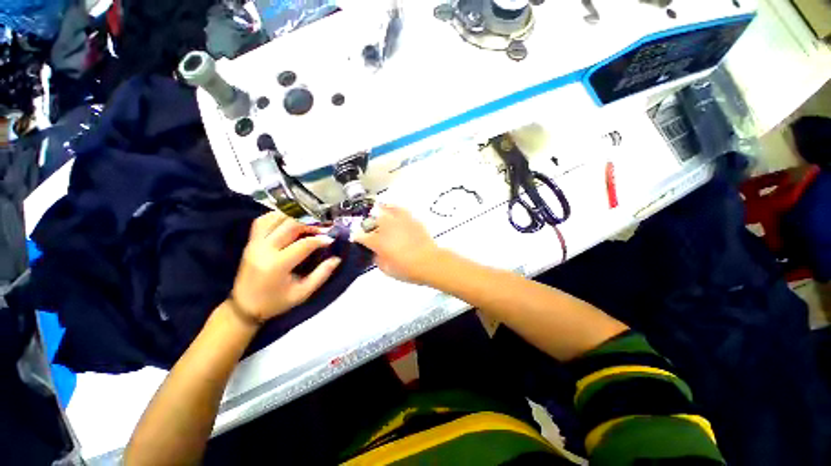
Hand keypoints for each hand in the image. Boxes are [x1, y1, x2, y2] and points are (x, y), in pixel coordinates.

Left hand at [230, 211, 340, 322]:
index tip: (332, 239)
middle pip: (290, 226)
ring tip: (310, 222)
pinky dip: (278, 216)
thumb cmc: (276, 302)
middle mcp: (263, 250)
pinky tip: (290, 220)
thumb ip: (322, 274)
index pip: (304, 244)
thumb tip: (337, 258)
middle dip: (311, 223)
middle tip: (324, 227)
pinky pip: (263, 221)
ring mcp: (254, 243)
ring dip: (295, 217)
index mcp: (277, 265)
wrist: (244, 306)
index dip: (320, 239)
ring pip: (275, 218)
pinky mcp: (250, 242)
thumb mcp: (303, 293)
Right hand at [352, 205, 441, 284]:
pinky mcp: (411, 219)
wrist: (429, 262)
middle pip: (372, 220)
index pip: (361, 236)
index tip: (357, 238)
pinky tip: (394, 210)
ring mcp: (399, 221)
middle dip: (368, 223)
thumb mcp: (387, 269)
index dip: (357, 237)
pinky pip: (400, 210)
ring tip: (378, 210)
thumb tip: (375, 253)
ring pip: (385, 210)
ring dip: (379, 211)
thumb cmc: (407, 269)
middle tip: (370, 228)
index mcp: (378, 241)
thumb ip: (378, 259)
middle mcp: (386, 228)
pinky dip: (394, 209)